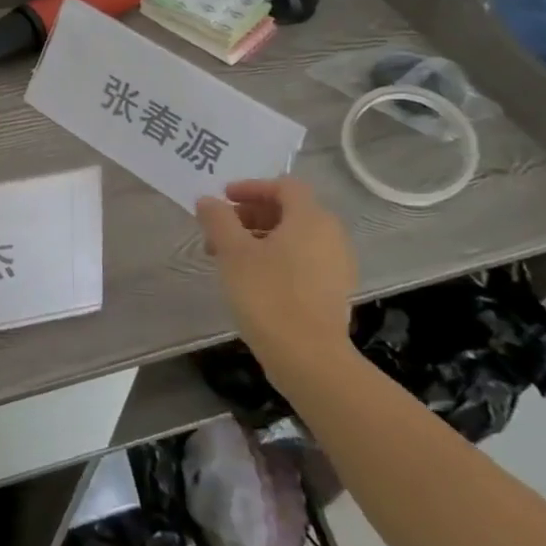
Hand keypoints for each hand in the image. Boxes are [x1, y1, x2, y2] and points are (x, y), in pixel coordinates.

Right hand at [196, 177, 356, 374]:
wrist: (309, 359)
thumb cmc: (268, 295)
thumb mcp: (233, 252)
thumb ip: (218, 219)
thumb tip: (208, 201)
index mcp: (310, 219)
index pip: (285, 186)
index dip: (252, 187)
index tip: (224, 199)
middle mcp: (331, 236)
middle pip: (290, 210)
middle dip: (252, 214)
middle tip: (221, 229)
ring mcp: (337, 265)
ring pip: (295, 237)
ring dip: (261, 237)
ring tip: (230, 256)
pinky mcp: (334, 291)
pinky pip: (303, 259)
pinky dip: (277, 257)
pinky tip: (252, 278)